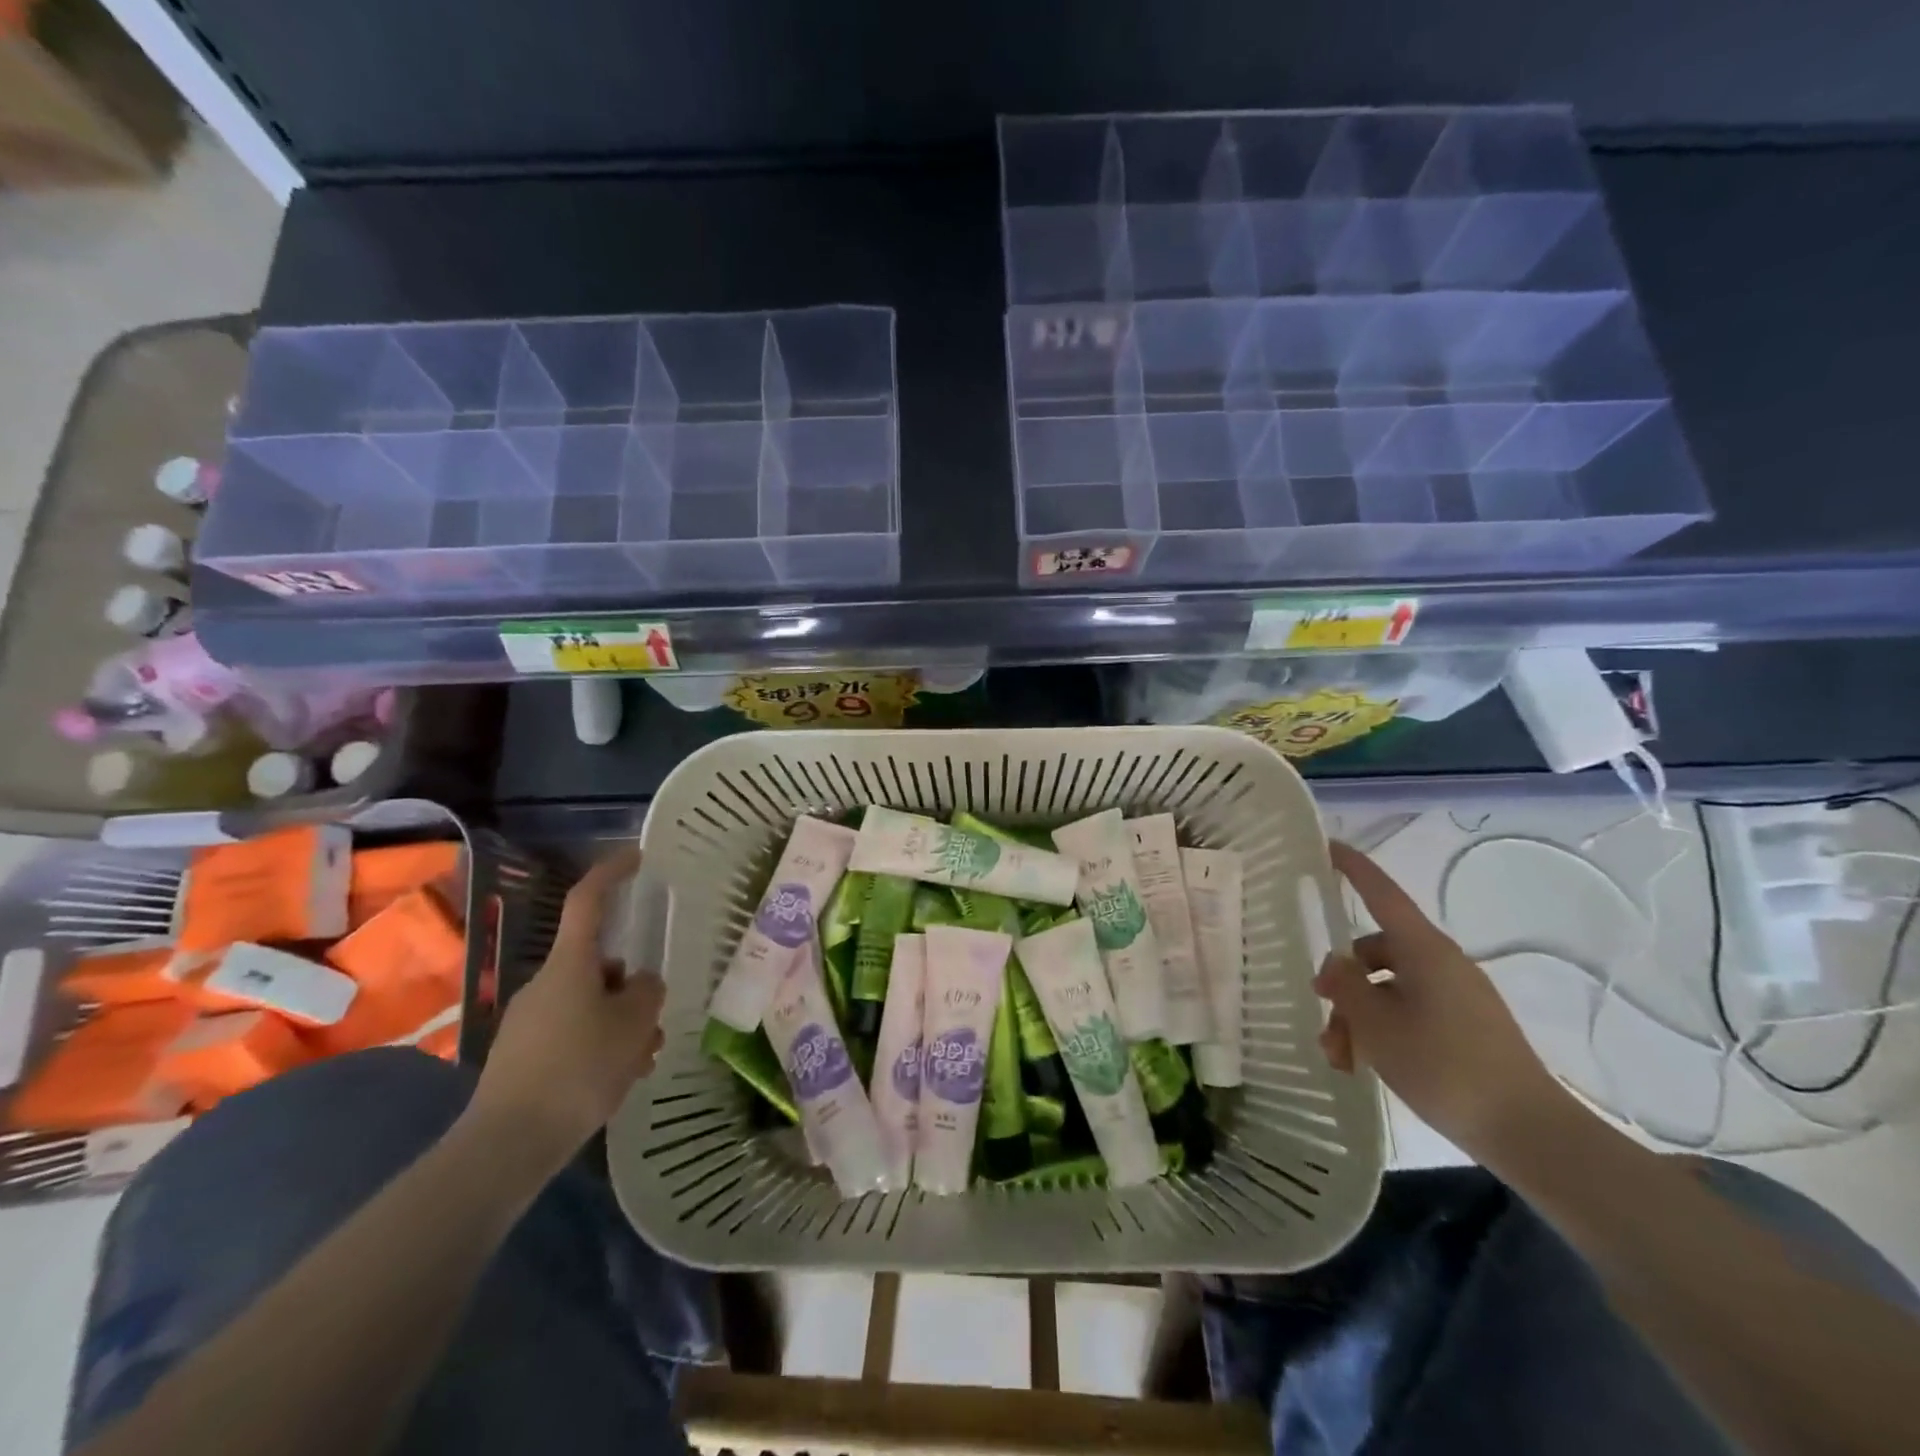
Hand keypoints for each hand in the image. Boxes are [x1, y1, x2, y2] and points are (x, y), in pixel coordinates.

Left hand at [466, 845, 664, 1174]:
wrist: (507, 1145)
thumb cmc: (578, 1070)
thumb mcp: (633, 1026)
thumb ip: (647, 993)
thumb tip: (640, 984)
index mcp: (570, 965)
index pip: (587, 901)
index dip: (611, 873)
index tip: (636, 857)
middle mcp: (545, 983)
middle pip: (599, 966)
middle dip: (631, 989)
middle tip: (655, 1022)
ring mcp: (529, 1020)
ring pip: (590, 1005)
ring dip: (620, 1024)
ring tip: (642, 1061)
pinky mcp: (521, 1054)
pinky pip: (572, 1034)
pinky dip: (599, 1047)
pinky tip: (615, 1080)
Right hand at [1316, 840, 1573, 1161]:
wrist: (1528, 1132)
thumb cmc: (1444, 1066)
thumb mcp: (1376, 1026)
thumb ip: (1346, 986)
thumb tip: (1334, 963)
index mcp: (1423, 950)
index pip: (1381, 894)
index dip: (1353, 867)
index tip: (1326, 845)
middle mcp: (1441, 963)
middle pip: (1376, 952)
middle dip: (1343, 982)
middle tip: (1323, 1015)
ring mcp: (1457, 995)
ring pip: (1389, 988)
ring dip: (1359, 1016)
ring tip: (1342, 1058)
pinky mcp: (1465, 1026)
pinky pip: (1410, 1011)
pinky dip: (1383, 1030)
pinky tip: (1367, 1065)